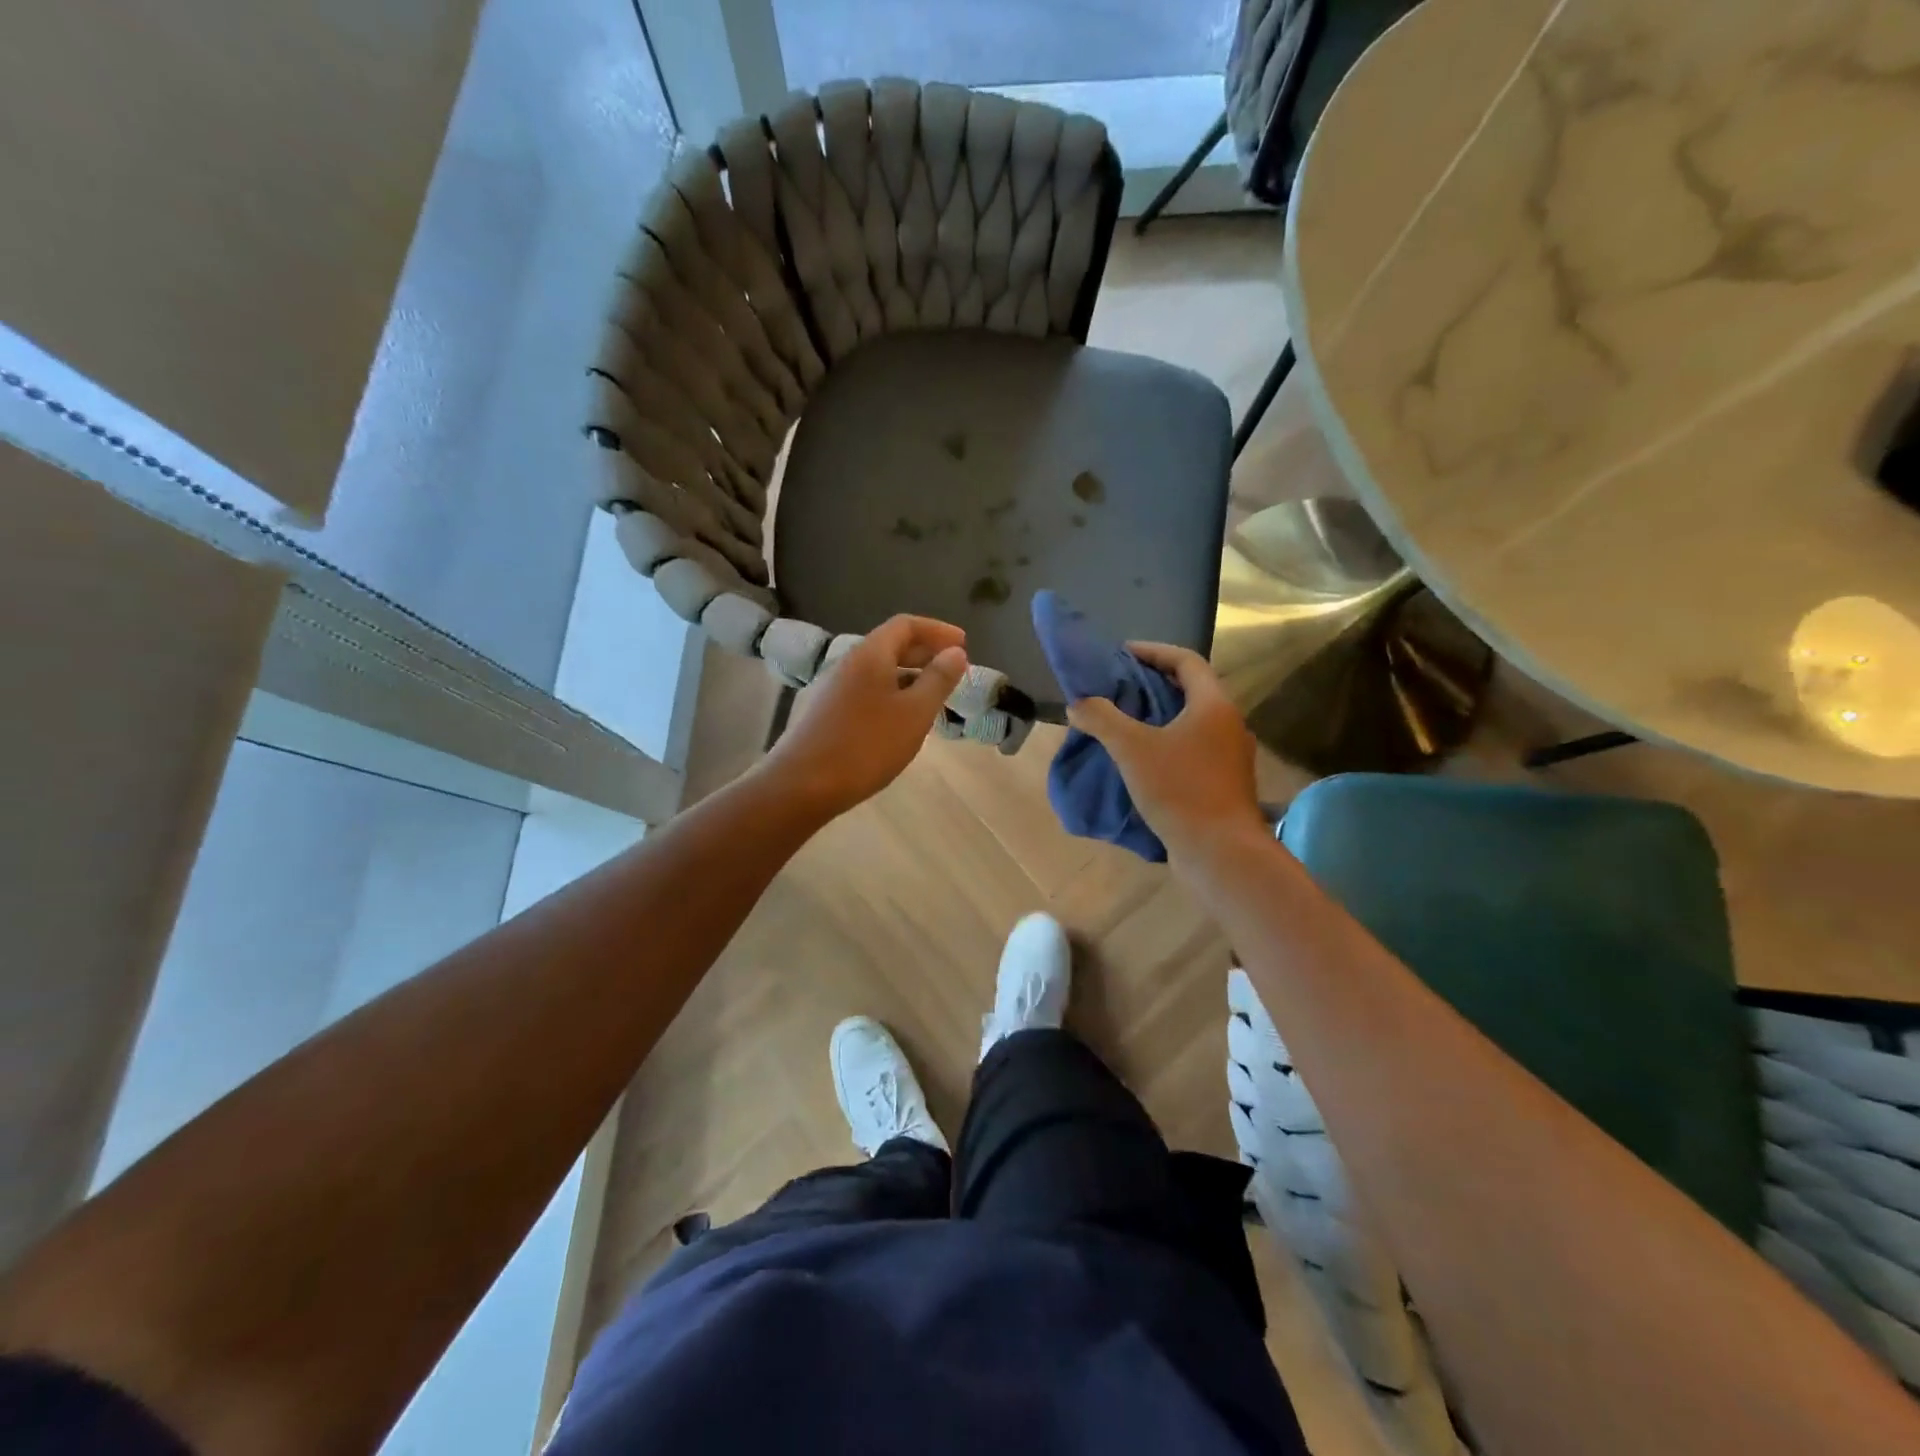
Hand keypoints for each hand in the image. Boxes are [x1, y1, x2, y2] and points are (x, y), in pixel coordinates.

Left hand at [762, 615, 968, 819]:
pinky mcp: (829, 713)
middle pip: (891, 645)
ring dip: (910, 675)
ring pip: (880, 671)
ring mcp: (835, 688)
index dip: (937, 630)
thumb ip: (938, 680)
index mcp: (871, 654)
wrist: (803, 784)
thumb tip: (956, 652)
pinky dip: (893, 694)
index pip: (906, 625)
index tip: (964, 644)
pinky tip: (903, 720)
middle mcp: (850, 663)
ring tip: (934, 695)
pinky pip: (868, 691)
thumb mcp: (914, 713)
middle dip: (925, 652)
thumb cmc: (866, 745)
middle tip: (953, 668)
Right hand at [1065, 642, 1268, 871]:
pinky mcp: (1224, 783)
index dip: (1152, 651)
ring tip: (1122, 722)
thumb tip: (1078, 704)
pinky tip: (1140, 761)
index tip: (1121, 653)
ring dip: (1158, 716)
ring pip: (1191, 722)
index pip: (1185, 661)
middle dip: (1152, 684)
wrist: (1221, 852)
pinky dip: (1166, 743)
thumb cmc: (1180, 790)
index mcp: (1213, 705)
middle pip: (1190, 689)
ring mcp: (1230, 756)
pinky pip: (1192, 749)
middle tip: (1116, 686)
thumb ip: (1102, 719)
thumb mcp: (1132, 749)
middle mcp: (1228, 724)